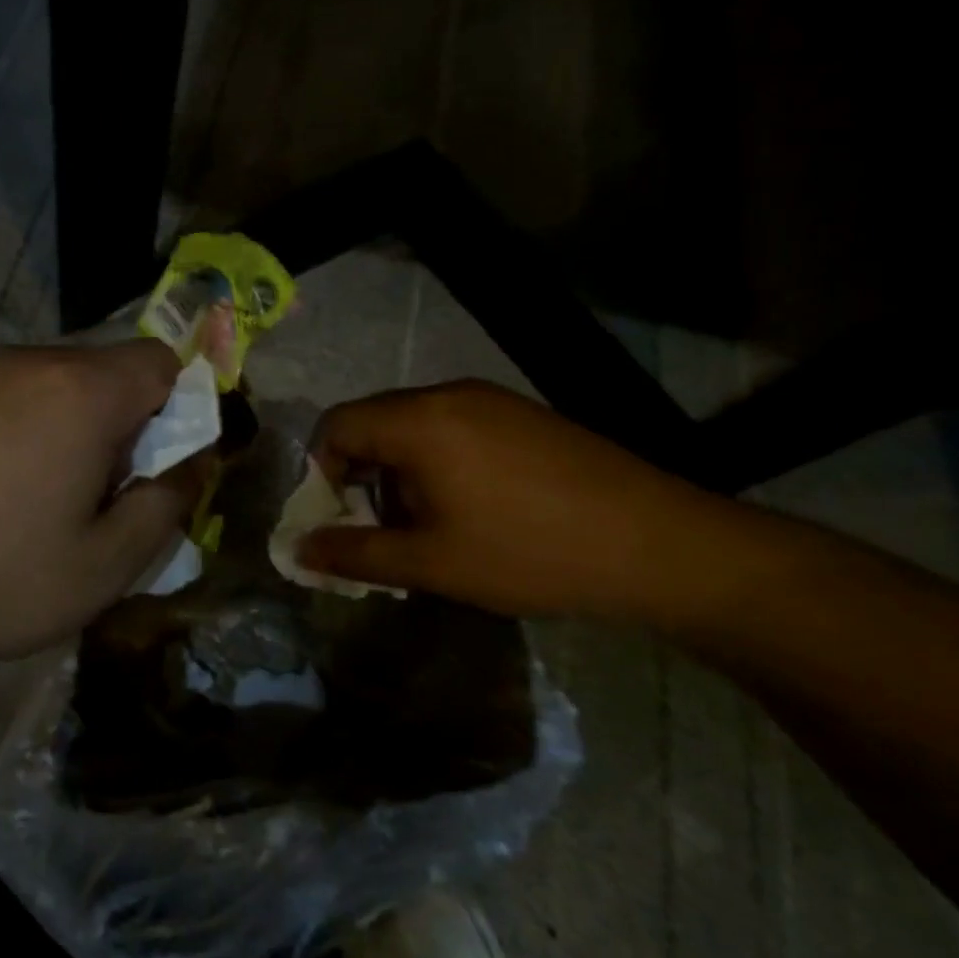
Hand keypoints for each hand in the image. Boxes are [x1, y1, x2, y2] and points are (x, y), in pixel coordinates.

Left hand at [0, 341, 202, 676]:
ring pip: (54, 382)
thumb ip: (166, 505)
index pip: (161, 361)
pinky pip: (4, 394)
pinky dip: (22, 427)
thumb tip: (192, 465)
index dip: (179, 409)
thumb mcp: (104, 565)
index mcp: (79, 391)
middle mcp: (26, 362)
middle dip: (124, 421)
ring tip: (41, 498)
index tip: (158, 467)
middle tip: (99, 494)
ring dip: (71, 425)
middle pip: (106, 369)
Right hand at [300, 380, 740, 622]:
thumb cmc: (528, 552)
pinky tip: (471, 506)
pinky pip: (453, 425)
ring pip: (413, 424)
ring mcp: (491, 399)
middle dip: (359, 473)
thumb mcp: (431, 563)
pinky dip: (436, 460)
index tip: (339, 519)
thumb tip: (298, 550)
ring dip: (398, 469)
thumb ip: (354, 554)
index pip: (335, 425)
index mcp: (418, 421)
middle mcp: (448, 394)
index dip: (320, 471)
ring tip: (427, 523)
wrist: (660, 545)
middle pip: (373, 420)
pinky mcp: (522, 414)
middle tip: (379, 527)